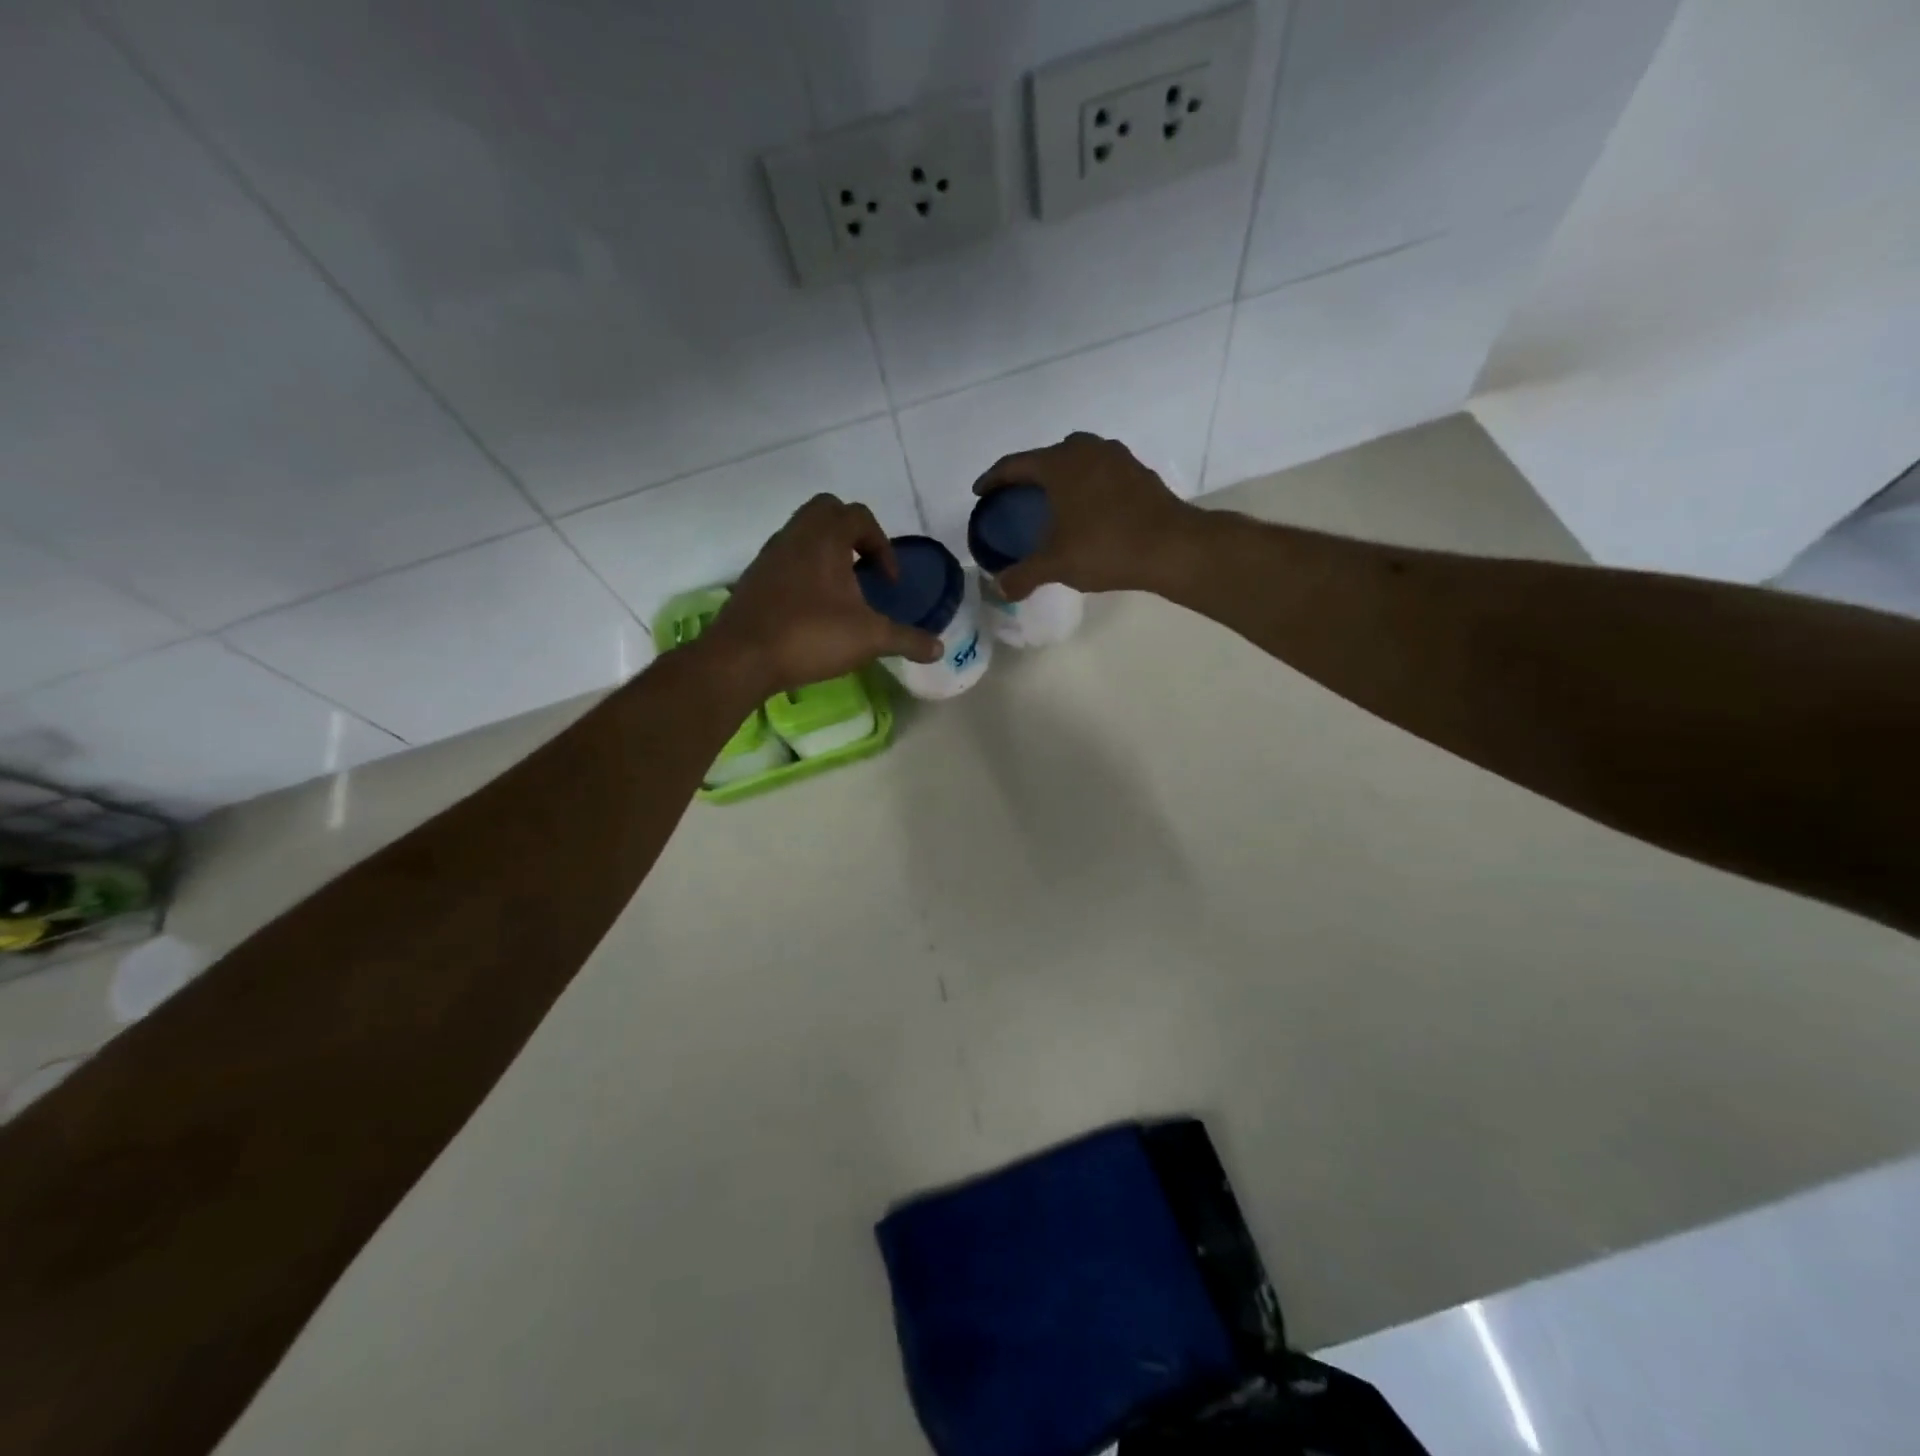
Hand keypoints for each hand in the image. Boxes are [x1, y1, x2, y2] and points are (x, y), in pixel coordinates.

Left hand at [699, 495, 941, 695]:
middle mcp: (795, 535)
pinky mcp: (754, 578)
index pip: (859, 516)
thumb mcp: (869, 639)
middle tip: (864, 569)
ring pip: (803, 533)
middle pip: (827, 511)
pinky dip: (805, 570)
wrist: (742, 657)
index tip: (889, 582)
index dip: (882, 545)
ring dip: (827, 552)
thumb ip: (907, 640)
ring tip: (842, 590)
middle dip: (852, 533)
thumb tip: (939, 648)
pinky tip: (813, 607)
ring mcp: (770, 555)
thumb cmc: (810, 636)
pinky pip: (786, 558)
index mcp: (825, 537)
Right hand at [972, 432, 1195, 599]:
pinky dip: (1087, 485)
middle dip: (1029, 475)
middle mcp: (1086, 450)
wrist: (1172, 546)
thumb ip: (1024, 575)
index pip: (1015, 465)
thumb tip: (1000, 588)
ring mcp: (1117, 457)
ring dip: (1062, 478)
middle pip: (1047, 456)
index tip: (981, 493)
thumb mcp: (1057, 564)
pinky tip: (1088, 511)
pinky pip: (1101, 472)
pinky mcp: (1139, 472)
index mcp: (1060, 463)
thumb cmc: (1106, 547)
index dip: (993, 479)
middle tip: (1017, 499)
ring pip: (1078, 460)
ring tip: (1053, 504)